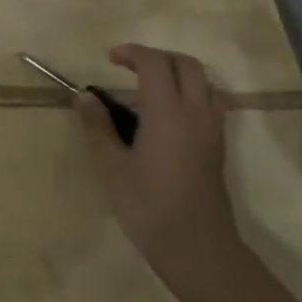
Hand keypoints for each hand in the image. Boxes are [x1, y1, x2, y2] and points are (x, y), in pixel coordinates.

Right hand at [78, 44, 237, 290]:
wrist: (197, 248)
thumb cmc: (148, 206)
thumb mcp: (111, 166)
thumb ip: (98, 126)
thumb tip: (84, 97)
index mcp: (168, 112)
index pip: (154, 63)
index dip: (132, 53)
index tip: (109, 59)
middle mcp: (196, 112)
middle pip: (186, 64)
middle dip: (157, 57)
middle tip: (130, 67)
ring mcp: (212, 128)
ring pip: (203, 81)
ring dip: (176, 72)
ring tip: (147, 87)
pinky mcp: (217, 145)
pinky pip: (209, 101)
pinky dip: (188, 92)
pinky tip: (166, 113)